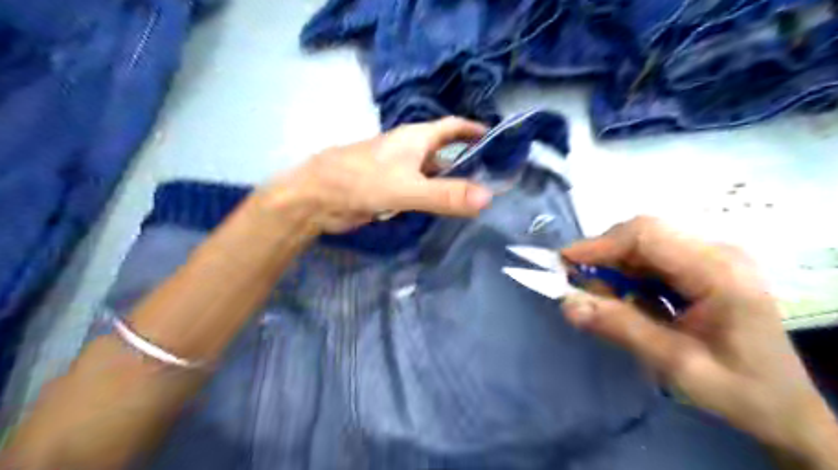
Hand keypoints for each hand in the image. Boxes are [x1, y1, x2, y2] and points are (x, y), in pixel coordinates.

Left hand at [264, 118, 491, 234]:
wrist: (317, 198)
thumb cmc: (361, 181)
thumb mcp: (408, 188)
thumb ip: (446, 194)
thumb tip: (489, 198)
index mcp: (416, 138)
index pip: (452, 126)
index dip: (472, 129)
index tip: (495, 138)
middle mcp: (409, 150)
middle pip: (444, 151)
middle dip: (466, 161)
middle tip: (493, 178)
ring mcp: (398, 170)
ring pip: (431, 174)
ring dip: (450, 183)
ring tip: (475, 199)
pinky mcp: (389, 189)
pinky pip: (419, 190)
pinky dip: (433, 197)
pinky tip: (444, 209)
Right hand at [555, 217, 837, 465]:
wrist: (786, 408)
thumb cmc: (741, 391)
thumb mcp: (677, 365)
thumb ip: (622, 329)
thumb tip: (567, 303)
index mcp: (720, 271)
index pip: (646, 235)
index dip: (598, 244)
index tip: (562, 264)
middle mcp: (717, 253)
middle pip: (643, 234)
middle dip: (603, 256)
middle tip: (576, 285)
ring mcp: (712, 258)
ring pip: (644, 245)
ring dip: (614, 268)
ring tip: (600, 300)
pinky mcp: (704, 268)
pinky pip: (653, 260)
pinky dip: (628, 277)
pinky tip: (625, 301)